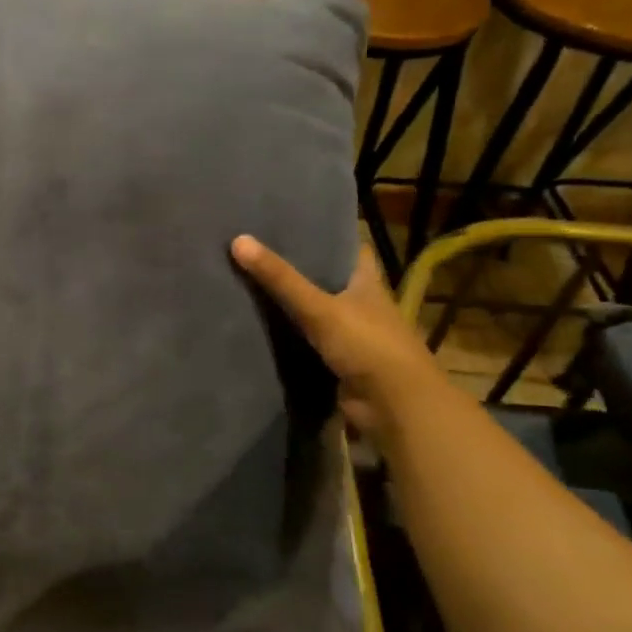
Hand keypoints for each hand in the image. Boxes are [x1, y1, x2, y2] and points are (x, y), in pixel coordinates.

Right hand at [231, 237, 441, 433]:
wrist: (394, 407)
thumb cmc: (367, 345)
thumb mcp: (319, 307)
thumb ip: (280, 278)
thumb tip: (237, 240)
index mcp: (367, 284)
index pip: (350, 249)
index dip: (328, 236)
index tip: (295, 224)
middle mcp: (362, 306)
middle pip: (328, 280)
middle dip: (300, 270)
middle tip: (259, 253)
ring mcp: (351, 336)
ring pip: (316, 313)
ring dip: (291, 305)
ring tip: (249, 284)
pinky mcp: (338, 363)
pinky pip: (307, 343)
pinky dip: (288, 337)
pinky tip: (259, 327)